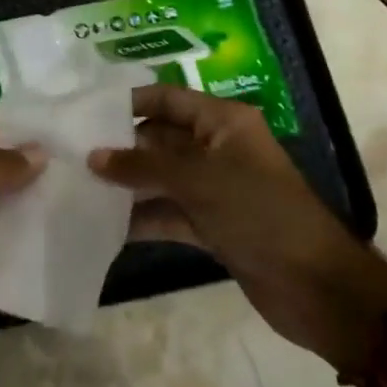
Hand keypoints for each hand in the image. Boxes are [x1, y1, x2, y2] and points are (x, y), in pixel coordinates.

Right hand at [89, 85, 386, 371]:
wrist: (317, 287)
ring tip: (77, 185)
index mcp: (223, 122)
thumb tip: (93, 157)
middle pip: (160, 139)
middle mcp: (217, 149)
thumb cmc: (259, 213)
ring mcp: (215, 189)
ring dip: (127, 184)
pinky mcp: (212, 225)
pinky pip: (169, 213)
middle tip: (70, 152)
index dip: (130, 102)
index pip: (168, 99)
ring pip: (161, 178)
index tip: (85, 112)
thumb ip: (142, 167)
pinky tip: (103, 224)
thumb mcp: (198, 181)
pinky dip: (141, 217)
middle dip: (121, 147)